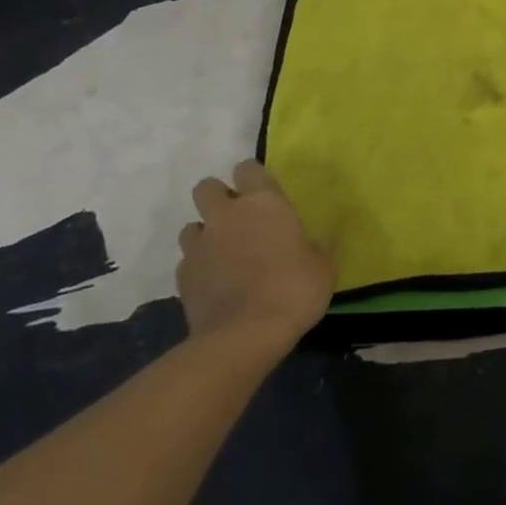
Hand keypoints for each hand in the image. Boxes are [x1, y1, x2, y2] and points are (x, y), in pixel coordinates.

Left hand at [177, 162, 334, 348]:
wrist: (245, 336)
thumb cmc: (294, 290)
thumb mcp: (323, 266)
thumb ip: (315, 247)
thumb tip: (315, 242)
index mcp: (264, 202)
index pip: (248, 168)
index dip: (253, 178)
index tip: (263, 194)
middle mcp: (227, 214)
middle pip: (208, 187)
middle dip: (218, 198)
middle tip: (237, 219)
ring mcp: (200, 245)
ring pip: (192, 226)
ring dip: (205, 234)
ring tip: (222, 254)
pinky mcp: (183, 277)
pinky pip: (187, 262)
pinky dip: (198, 268)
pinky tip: (214, 284)